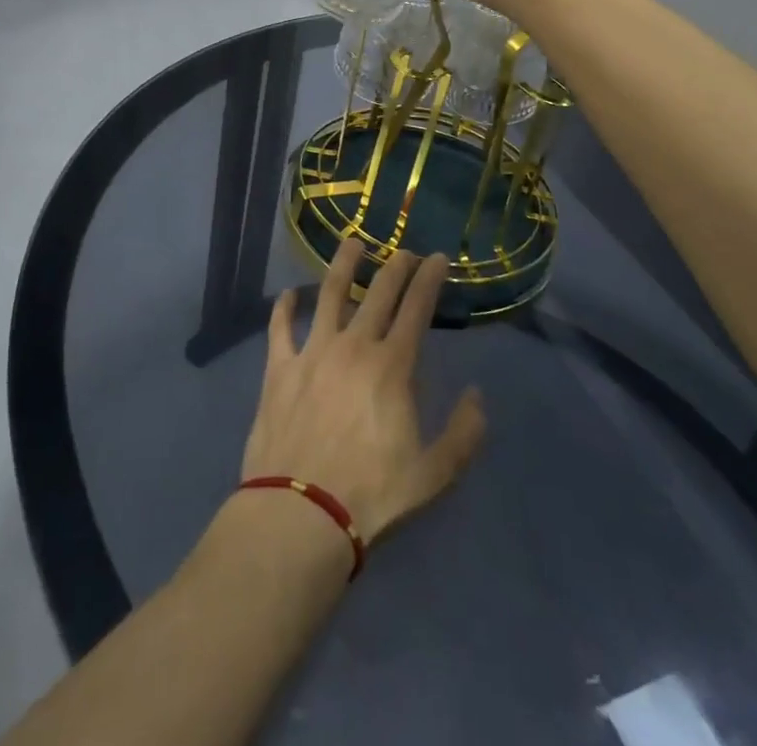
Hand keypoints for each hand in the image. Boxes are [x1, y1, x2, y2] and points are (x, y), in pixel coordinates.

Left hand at [241, 241, 485, 546]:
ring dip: (344, 265)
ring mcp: (313, 352)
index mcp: (393, 366)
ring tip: (353, 243)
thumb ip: (463, 433)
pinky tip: (288, 294)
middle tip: (404, 251)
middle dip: (395, 266)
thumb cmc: (372, 495)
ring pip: (329, 294)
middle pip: (378, 293)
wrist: (300, 514)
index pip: (417, 308)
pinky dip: (284, 307)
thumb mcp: (434, 475)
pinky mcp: (280, 368)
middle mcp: (354, 346)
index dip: (429, 279)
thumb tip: (477, 396)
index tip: (437, 258)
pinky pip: (281, 327)